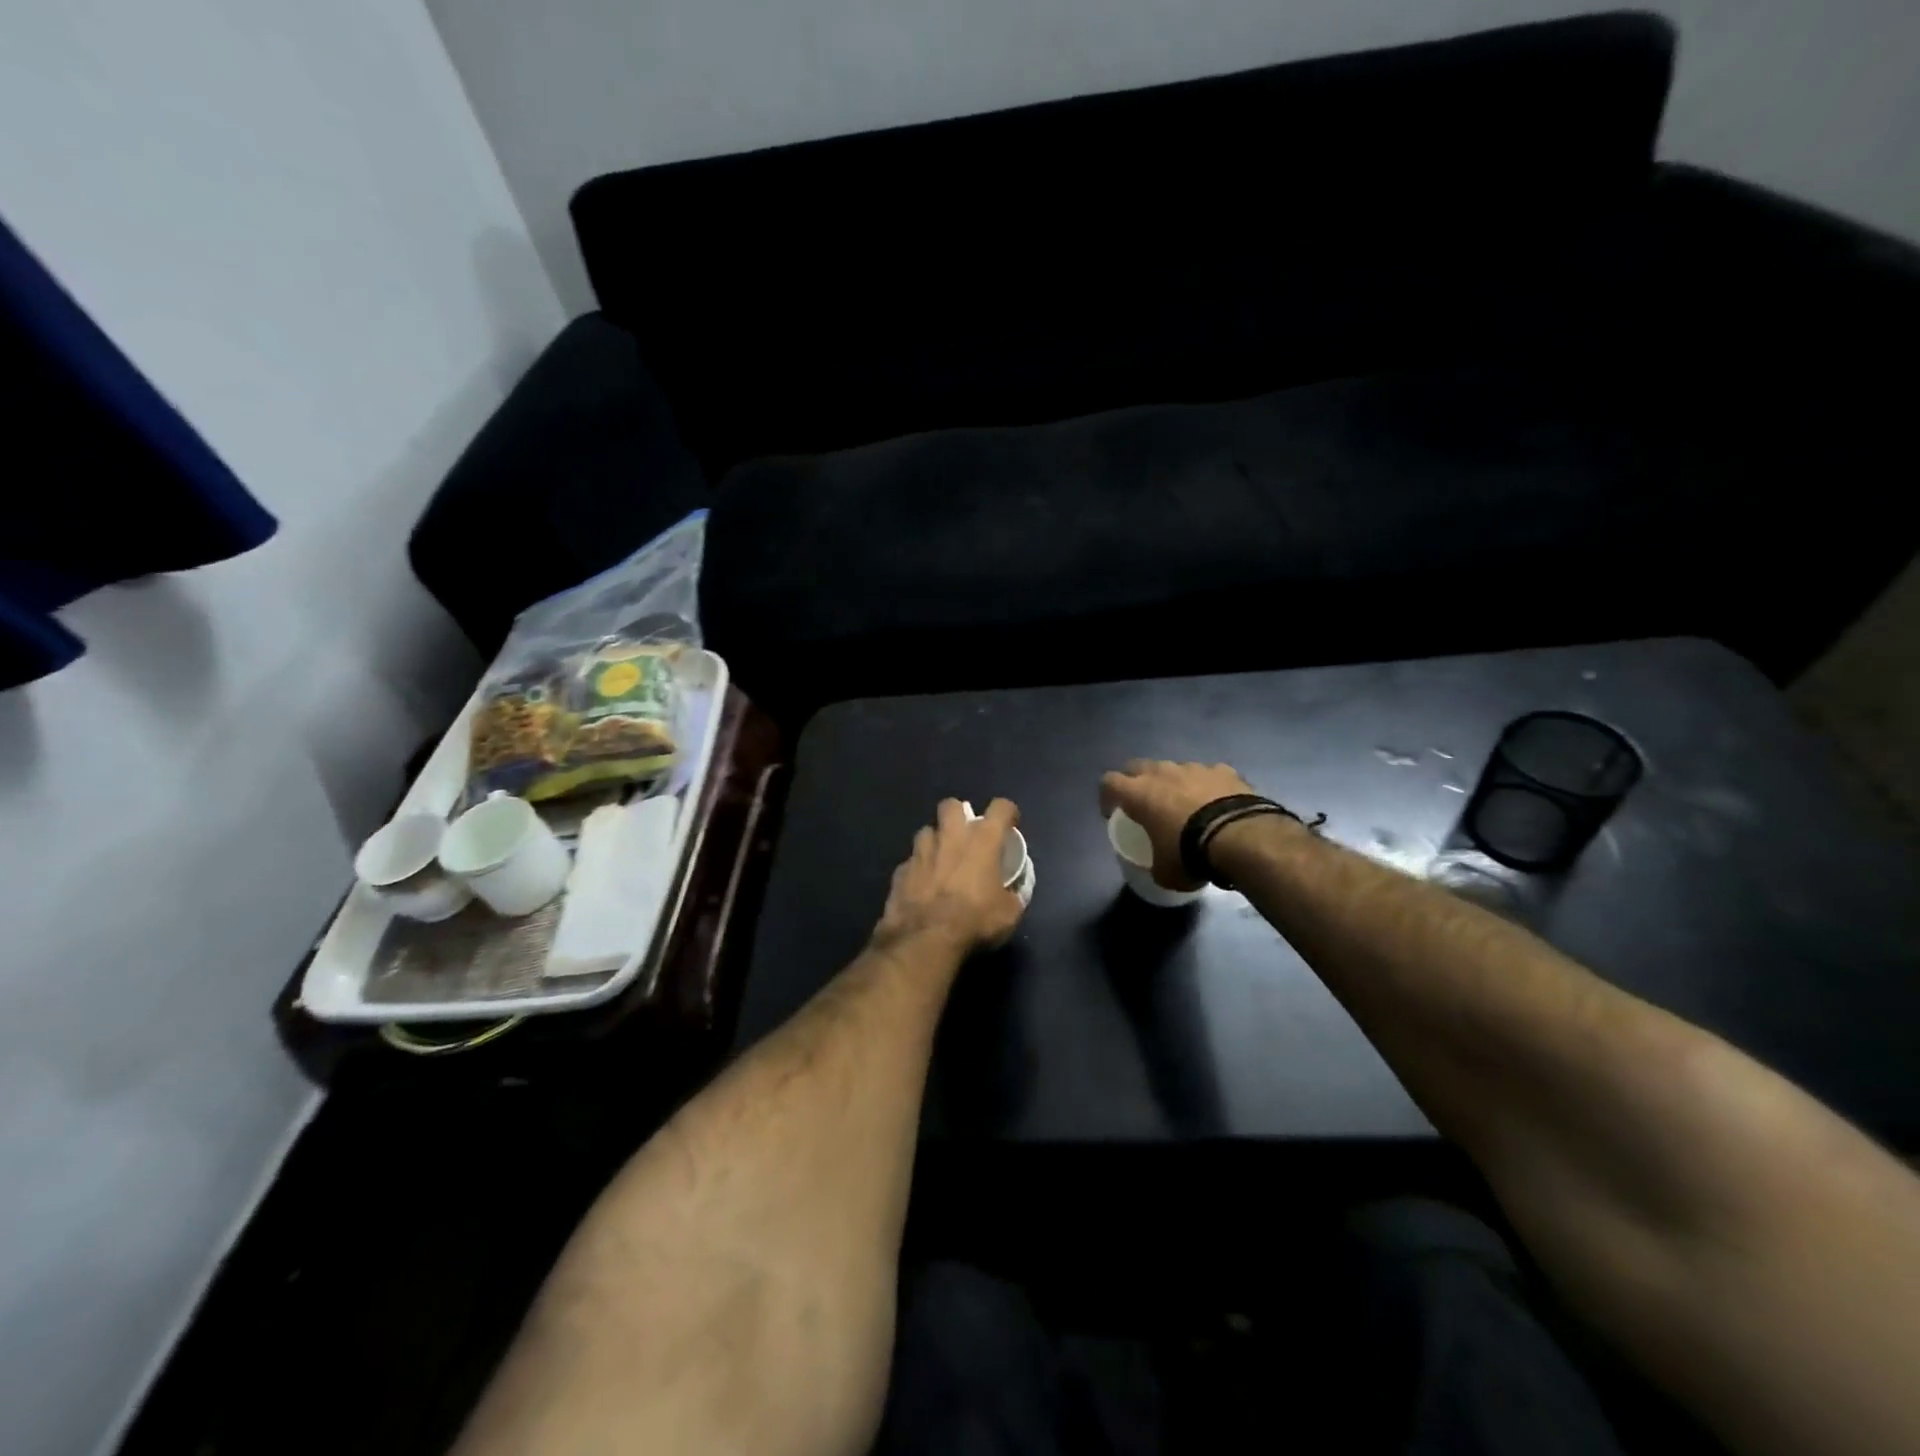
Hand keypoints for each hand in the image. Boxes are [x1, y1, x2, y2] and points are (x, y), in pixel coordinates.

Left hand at [873, 798, 1024, 954]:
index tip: (1009, 824)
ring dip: (935, 841)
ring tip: (941, 859)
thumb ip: (1013, 896)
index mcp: (982, 841)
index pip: (1000, 808)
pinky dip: (918, 869)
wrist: (925, 939)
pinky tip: (922, 885)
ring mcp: (921, 852)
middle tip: (965, 834)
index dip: (1007, 812)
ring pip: (926, 831)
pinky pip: (911, 861)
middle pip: (951, 805)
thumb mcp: (1009, 914)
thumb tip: (1012, 893)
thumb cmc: (975, 920)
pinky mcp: (901, 871)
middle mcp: (950, 837)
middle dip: (958, 814)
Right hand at [1099, 759, 1254, 890]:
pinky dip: (1208, 786)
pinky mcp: (1225, 770)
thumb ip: (1154, 864)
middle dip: (1137, 782)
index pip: (1108, 782)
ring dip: (1174, 783)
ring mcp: (1195, 768)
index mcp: (1139, 793)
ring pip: (1175, 768)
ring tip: (1186, 806)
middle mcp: (1163, 773)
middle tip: (1145, 805)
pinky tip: (1217, 804)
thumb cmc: (1190, 854)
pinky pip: (1208, 774)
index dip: (1107, 797)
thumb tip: (1158, 868)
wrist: (1242, 837)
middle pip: (1139, 766)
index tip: (1113, 814)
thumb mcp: (1164, 872)